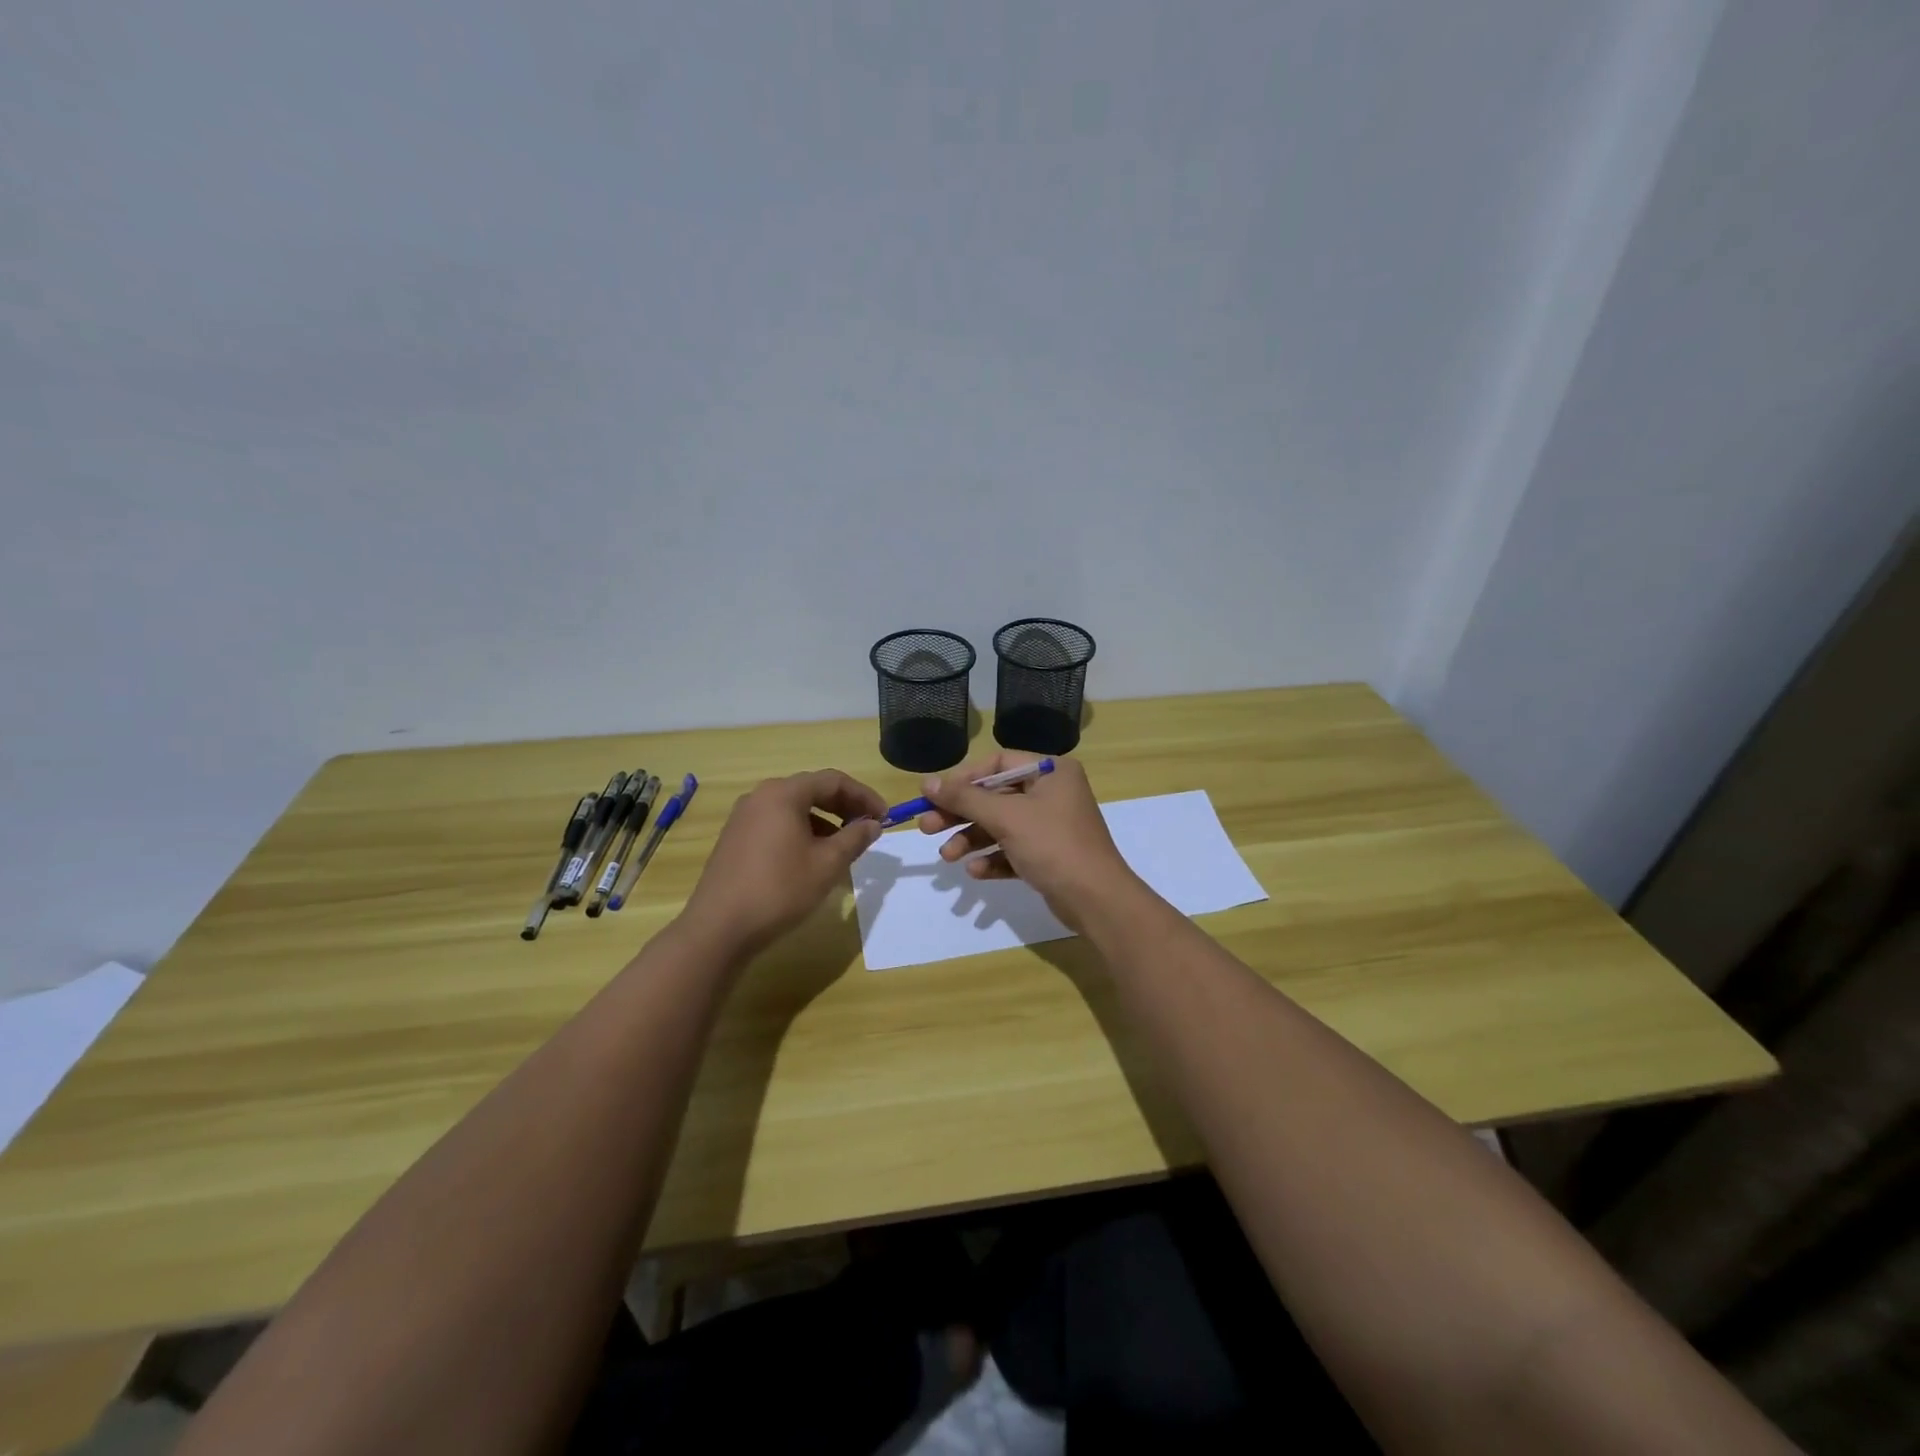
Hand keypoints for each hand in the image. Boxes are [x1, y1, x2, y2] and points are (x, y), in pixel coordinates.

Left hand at [681, 770, 885, 957]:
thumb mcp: (827, 865)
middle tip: (868, 829)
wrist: (719, 928)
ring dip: (824, 822)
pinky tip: (812, 859)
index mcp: (783, 794)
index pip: (833, 781)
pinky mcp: (735, 839)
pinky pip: (777, 824)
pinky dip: (802, 833)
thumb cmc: (779, 890)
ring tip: (843, 848)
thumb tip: (872, 824)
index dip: (864, 796)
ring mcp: (743, 818)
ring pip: (794, 809)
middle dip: (844, 807)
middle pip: (812, 790)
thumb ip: (854, 838)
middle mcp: (760, 797)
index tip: (884, 817)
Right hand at [916, 754, 1139, 927]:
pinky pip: (1012, 850)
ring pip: (1000, 826)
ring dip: (972, 840)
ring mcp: (1051, 826)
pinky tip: (975, 871)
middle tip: (927, 827)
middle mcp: (1053, 793)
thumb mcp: (1005, 817)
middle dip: (961, 814)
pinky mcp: (1049, 856)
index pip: (997, 763)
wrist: (1096, 900)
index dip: (963, 779)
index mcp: (1051, 771)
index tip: (934, 795)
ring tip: (948, 857)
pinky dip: (992, 859)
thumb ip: (964, 798)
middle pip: (995, 797)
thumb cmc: (1052, 845)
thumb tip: (926, 783)